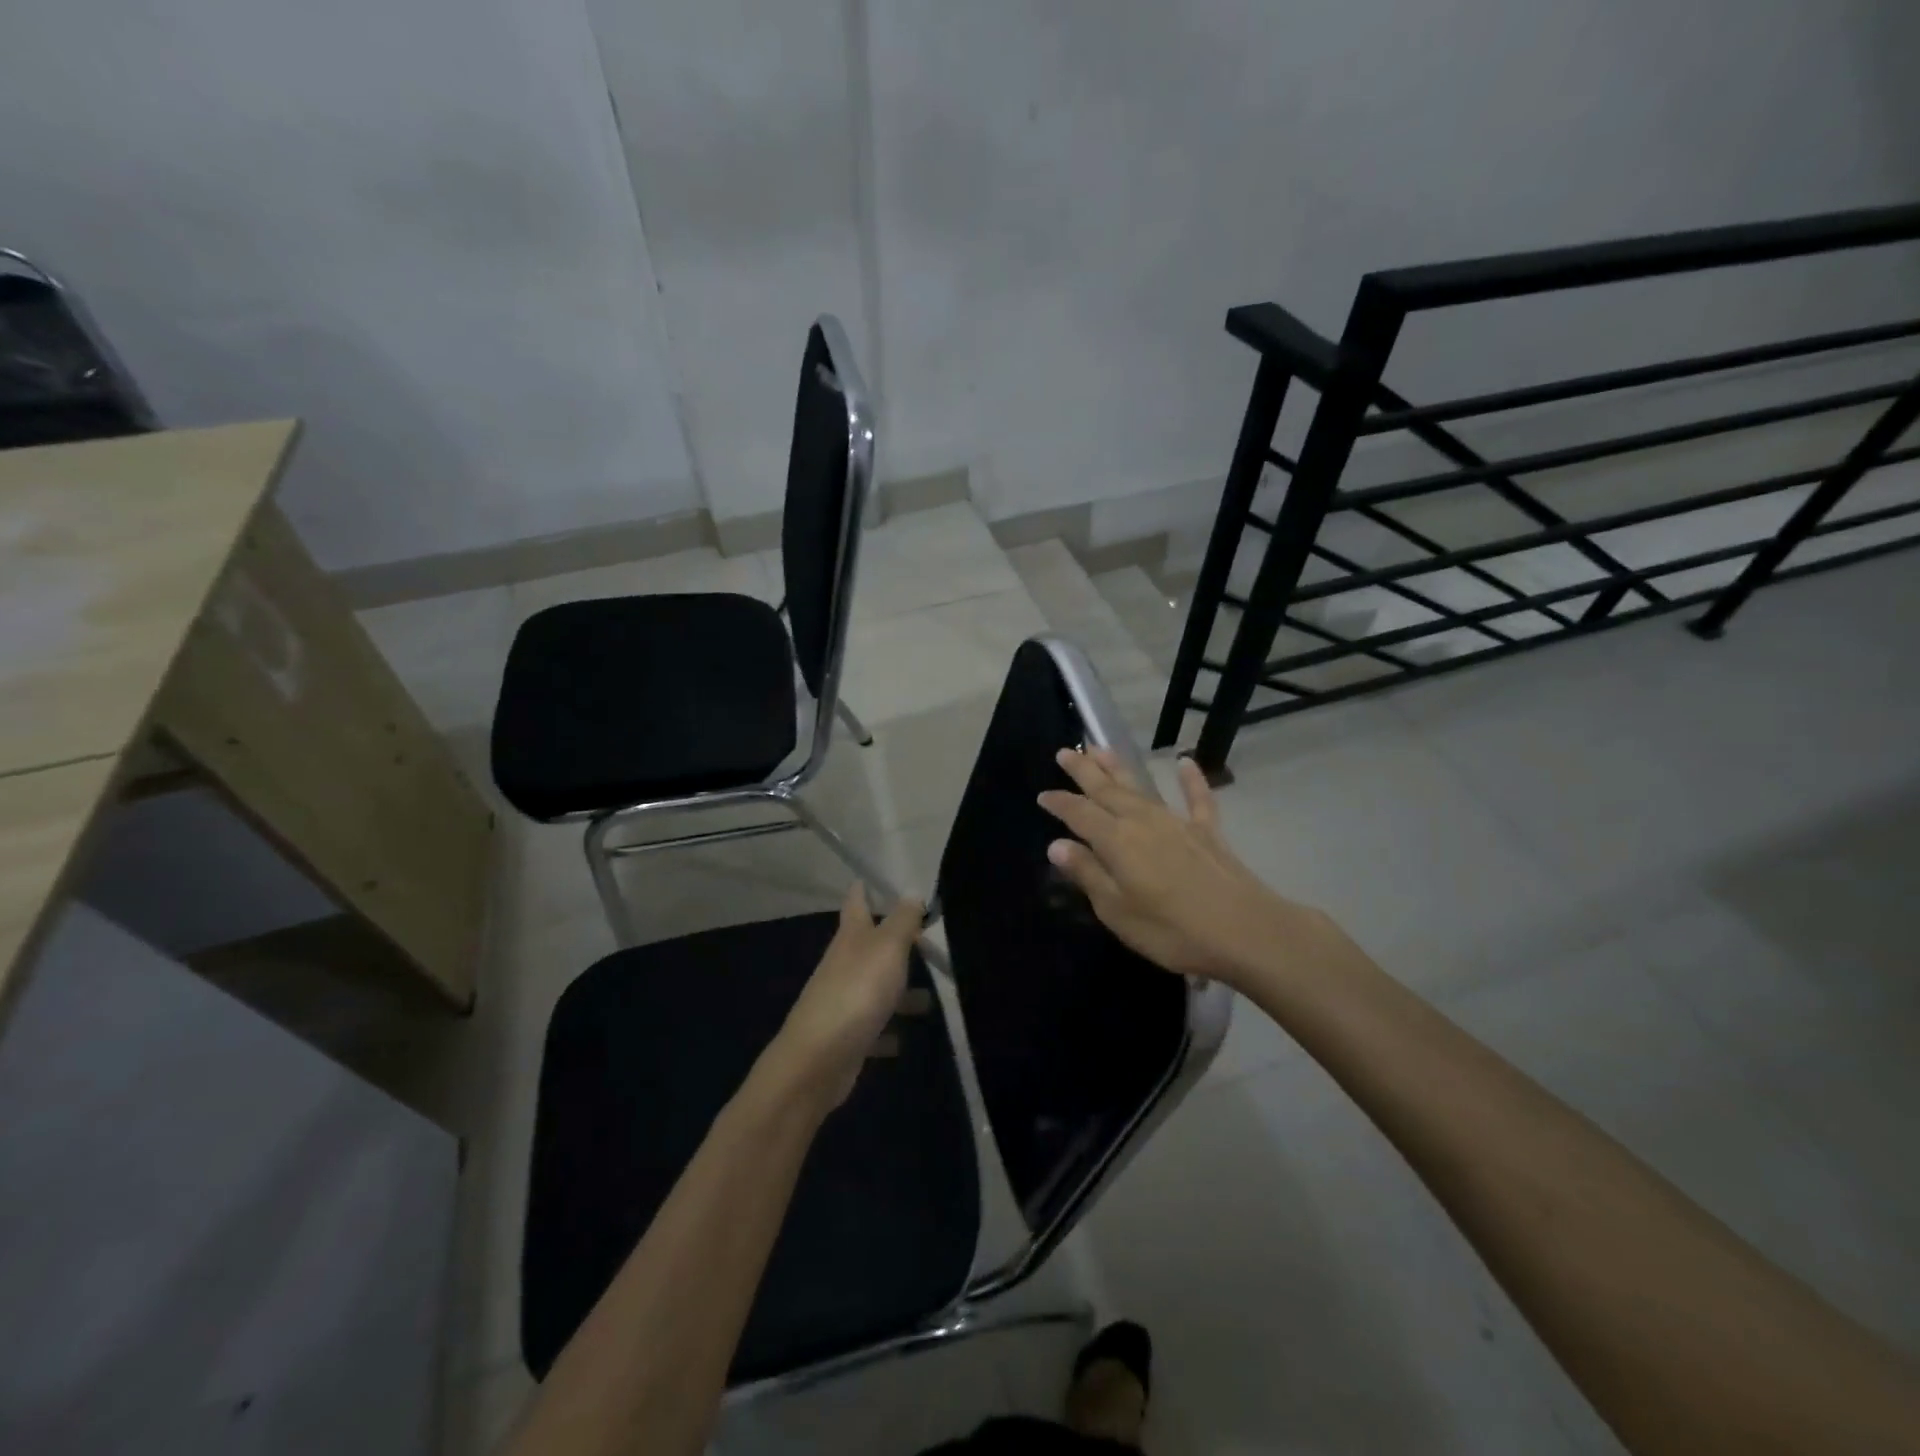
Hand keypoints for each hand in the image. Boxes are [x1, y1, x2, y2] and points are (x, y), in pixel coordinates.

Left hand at [770, 882, 924, 1106]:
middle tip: (929, 941)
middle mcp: (844, 964)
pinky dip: (889, 1031)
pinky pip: (874, 1028)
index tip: (871, 878)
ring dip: (901, 992)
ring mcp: (843, 1001)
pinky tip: (906, 1040)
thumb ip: (903, 920)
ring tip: (932, 999)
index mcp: (851, 937)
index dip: (863, 889)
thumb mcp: (887, 948)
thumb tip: (912, 892)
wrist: (818, 1060)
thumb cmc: (856, 992)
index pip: (855, 903)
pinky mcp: (847, 1036)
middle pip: (871, 947)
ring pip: (877, 988)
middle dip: (897, 943)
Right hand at [1038, 748, 1335, 986]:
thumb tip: (1056, 845)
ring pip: (1141, 786)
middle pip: (1106, 790)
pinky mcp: (1207, 831)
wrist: (1246, 931)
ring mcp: (1177, 822)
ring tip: (1100, 748)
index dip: (1059, 803)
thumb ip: (1088, 874)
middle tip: (1064, 752)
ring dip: (1118, 767)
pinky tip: (1185, 762)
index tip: (1042, 795)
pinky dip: (1191, 780)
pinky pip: (1197, 798)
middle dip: (1083, 770)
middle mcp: (1142, 821)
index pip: (1079, 814)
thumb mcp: (1117, 910)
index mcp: (1116, 840)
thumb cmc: (1172, 930)